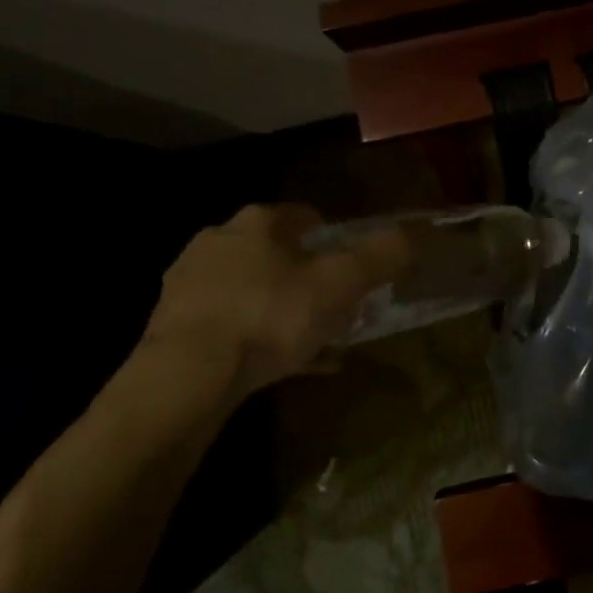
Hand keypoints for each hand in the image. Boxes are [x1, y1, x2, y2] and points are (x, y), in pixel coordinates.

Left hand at [142, 204, 410, 396]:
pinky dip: (256, 338)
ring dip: (281, 309)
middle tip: (333, 306)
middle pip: (276, 253)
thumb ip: (382, 255)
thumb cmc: (272, 316)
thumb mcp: (341, 284)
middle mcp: (218, 241)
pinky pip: (229, 324)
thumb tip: (419, 232)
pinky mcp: (172, 324)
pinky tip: (278, 366)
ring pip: (251, 290)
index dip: (334, 238)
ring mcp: (189, 283)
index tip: (351, 268)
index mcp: (258, 222)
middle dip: (306, 276)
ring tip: (309, 342)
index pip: (305, 216)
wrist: (188, 375)